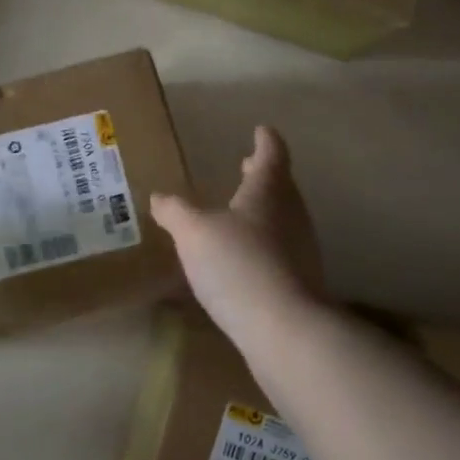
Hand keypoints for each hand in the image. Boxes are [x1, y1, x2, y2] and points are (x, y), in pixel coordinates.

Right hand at [150, 126, 327, 350]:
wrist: (284, 330)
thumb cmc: (238, 264)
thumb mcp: (193, 232)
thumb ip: (175, 211)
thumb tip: (159, 196)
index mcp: (268, 191)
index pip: (272, 154)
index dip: (265, 140)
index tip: (260, 130)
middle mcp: (291, 214)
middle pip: (279, 185)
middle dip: (262, 175)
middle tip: (245, 166)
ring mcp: (300, 249)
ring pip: (281, 217)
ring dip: (261, 209)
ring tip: (237, 210)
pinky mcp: (299, 281)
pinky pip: (279, 249)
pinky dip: (262, 242)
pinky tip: (241, 256)